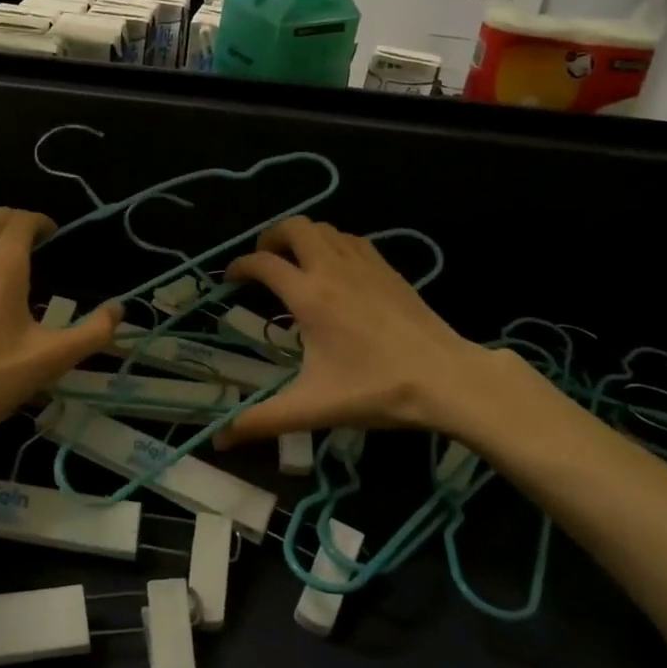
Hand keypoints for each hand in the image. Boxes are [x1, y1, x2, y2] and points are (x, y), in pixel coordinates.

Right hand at [214, 217, 501, 447]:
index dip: (239, 266)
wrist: (445, 378)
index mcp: (309, 296)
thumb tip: (220, 441)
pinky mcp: (387, 268)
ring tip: (295, 263)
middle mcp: (332, 269)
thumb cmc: (376, 390)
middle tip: (264, 263)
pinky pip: (351, 239)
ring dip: (302, 237)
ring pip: (324, 228)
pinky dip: (332, 242)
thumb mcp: (313, 408)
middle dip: (270, 237)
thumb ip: (262, 421)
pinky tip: (335, 268)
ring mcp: (363, 264)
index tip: (229, 279)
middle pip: (293, 226)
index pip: (263, 264)